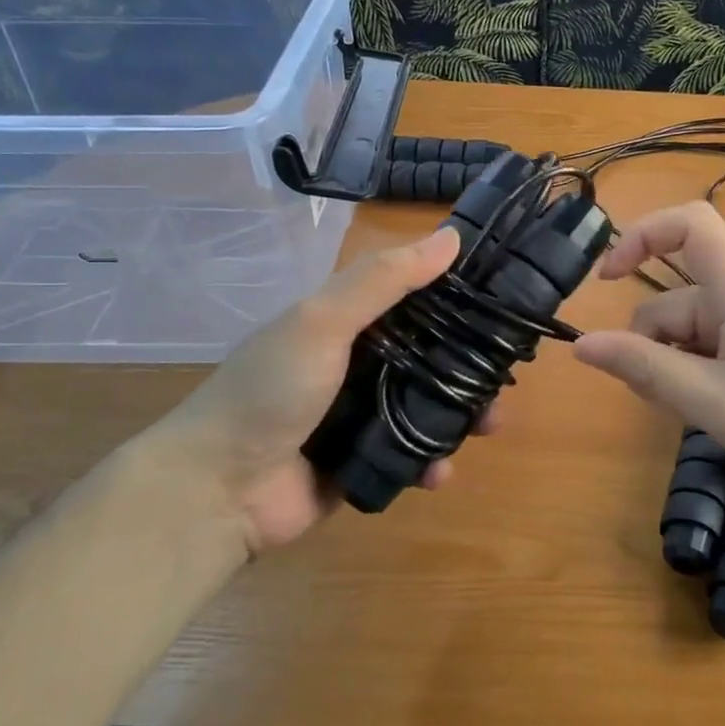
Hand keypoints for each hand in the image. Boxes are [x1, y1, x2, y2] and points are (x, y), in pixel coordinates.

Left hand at [130, 225, 489, 557]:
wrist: (218, 488)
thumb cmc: (270, 390)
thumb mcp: (322, 322)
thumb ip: (383, 280)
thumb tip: (451, 237)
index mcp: (349, 322)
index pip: (416, 299)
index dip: (459, 298)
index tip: (506, 305)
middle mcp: (360, 363)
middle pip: (432, 357)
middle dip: (471, 368)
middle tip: (504, 383)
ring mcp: (362, 415)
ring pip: (429, 408)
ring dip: (462, 418)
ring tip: (488, 429)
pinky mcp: (365, 461)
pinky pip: (411, 456)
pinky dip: (431, 462)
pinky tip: (438, 472)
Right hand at [574, 201, 724, 497]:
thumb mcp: (719, 404)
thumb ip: (648, 371)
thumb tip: (583, 344)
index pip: (689, 224)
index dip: (641, 236)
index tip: (607, 279)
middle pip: (679, 299)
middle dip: (653, 345)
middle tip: (659, 402)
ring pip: (696, 332)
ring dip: (677, 368)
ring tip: (697, 418)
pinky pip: (720, 350)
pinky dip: (703, 376)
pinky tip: (717, 415)